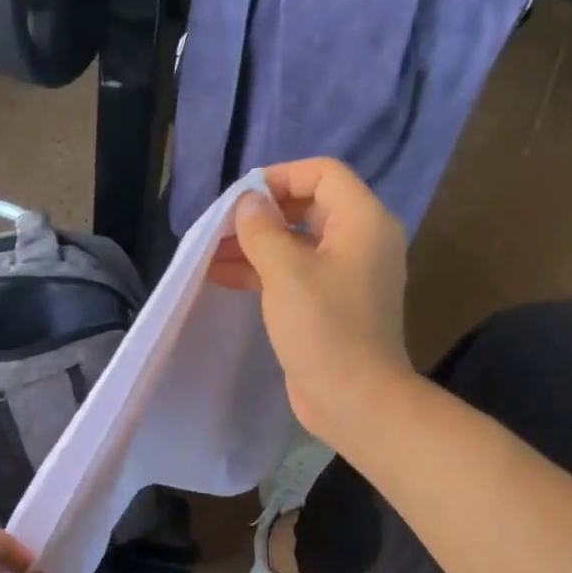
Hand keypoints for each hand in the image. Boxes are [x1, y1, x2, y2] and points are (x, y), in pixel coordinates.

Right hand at [208, 157, 415, 445]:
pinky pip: (294, 275)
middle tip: (218, 229)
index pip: (323, 173)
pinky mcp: (329, 305)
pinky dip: (262, 272)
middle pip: (307, 207)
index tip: (240, 198)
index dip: (280, 177)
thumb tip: (247, 203)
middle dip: (260, 215)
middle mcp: (359, 241)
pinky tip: (223, 277)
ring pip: (296, 244)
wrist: (354, 398)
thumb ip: (262, 231)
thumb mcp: (286, 272)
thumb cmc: (324, 328)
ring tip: (209, 254)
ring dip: (254, 245)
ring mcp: (345, 276)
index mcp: (362, 221)